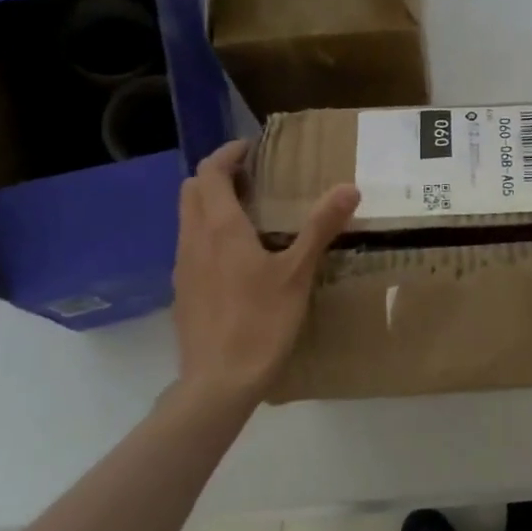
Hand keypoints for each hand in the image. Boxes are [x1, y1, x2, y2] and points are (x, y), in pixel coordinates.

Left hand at [169, 140, 357, 411]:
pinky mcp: (183, 292)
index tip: (252, 149)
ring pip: (188, 219)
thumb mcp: (298, 273)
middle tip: (252, 180)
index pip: (211, 172)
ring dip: (210, 205)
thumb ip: (321, 227)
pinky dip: (208, 235)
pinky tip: (238, 260)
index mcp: (220, 228)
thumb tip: (348, 188)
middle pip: (192, 190)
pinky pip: (191, 247)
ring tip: (249, 216)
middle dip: (217, 176)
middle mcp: (193, 239)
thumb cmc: (260, 322)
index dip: (228, 154)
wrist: (218, 381)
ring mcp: (183, 267)